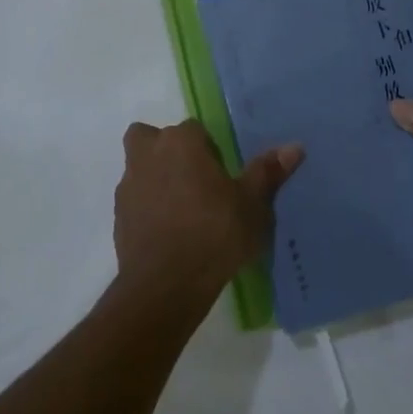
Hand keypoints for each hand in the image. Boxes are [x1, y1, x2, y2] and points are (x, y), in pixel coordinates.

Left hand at [113, 120, 302, 308]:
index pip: (194, 129)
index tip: (222, 174)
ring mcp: (128, 186)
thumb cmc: (215, 234)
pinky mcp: (118, 216)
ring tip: (183, 209)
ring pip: (139, 168)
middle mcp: (147, 154)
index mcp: (180, 142)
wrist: (166, 284)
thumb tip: (294, 146)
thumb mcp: (252, 205)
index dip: (208, 149)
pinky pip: (134, 200)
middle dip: (168, 151)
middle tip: (193, 180)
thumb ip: (267, 172)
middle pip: (151, 138)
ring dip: (155, 179)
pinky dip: (147, 208)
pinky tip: (169, 232)